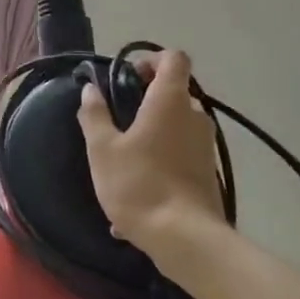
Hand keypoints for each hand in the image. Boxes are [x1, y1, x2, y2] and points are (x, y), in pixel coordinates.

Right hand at [79, 49, 226, 252]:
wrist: (186, 240)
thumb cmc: (140, 184)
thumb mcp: (102, 149)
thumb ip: (95, 114)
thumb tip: (90, 89)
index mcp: (170, 101)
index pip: (174, 58)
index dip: (151, 59)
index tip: (127, 77)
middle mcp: (194, 117)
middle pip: (175, 92)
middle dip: (147, 98)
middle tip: (118, 117)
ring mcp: (205, 146)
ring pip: (178, 125)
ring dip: (153, 131)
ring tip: (123, 158)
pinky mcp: (209, 173)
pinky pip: (180, 155)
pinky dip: (161, 160)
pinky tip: (137, 191)